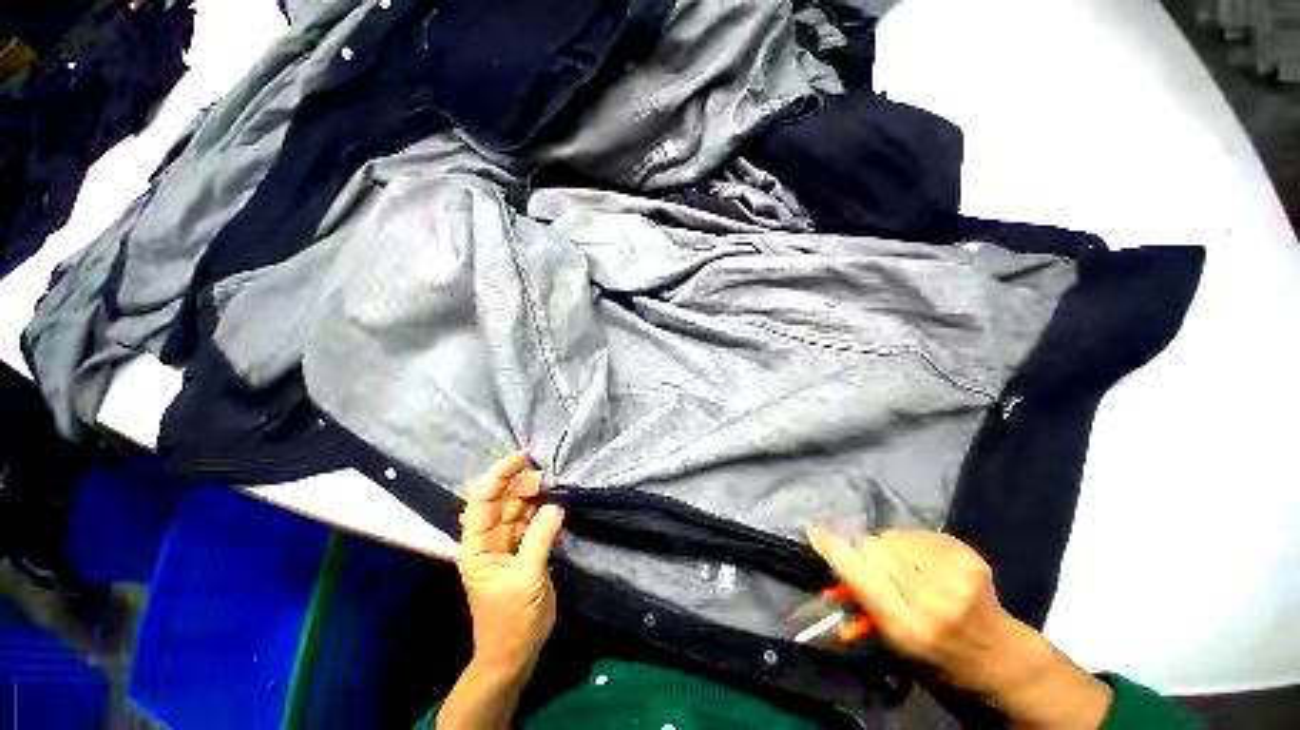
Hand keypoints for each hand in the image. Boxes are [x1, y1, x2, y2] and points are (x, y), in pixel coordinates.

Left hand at [458, 451, 564, 676]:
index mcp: (477, 546)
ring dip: (539, 494)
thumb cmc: (510, 620)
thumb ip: (539, 539)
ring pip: (522, 507)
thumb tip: (556, 504)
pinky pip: (536, 520)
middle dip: (525, 483)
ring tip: (560, 485)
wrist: (516, 653)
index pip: (483, 501)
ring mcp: (510, 542)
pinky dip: (547, 509)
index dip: (499, 475)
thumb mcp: (525, 579)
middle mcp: (491, 538)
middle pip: (505, 499)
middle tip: (552, 477)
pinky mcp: (527, 548)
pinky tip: (560, 501)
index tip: (522, 457)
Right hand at [807, 528, 1111, 727]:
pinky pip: (919, 533)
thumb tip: (834, 563)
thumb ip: (864, 600)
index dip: (832, 549)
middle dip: (867, 552)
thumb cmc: (939, 660)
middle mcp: (929, 596)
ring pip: (894, 535)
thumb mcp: (894, 643)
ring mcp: (953, 574)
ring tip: (906, 567)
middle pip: (874, 546)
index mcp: (905, 625)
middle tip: (876, 568)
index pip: (856, 572)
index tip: (814, 532)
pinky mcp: (968, 556)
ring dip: (890, 547)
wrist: (1001, 659)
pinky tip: (927, 563)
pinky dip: (913, 543)